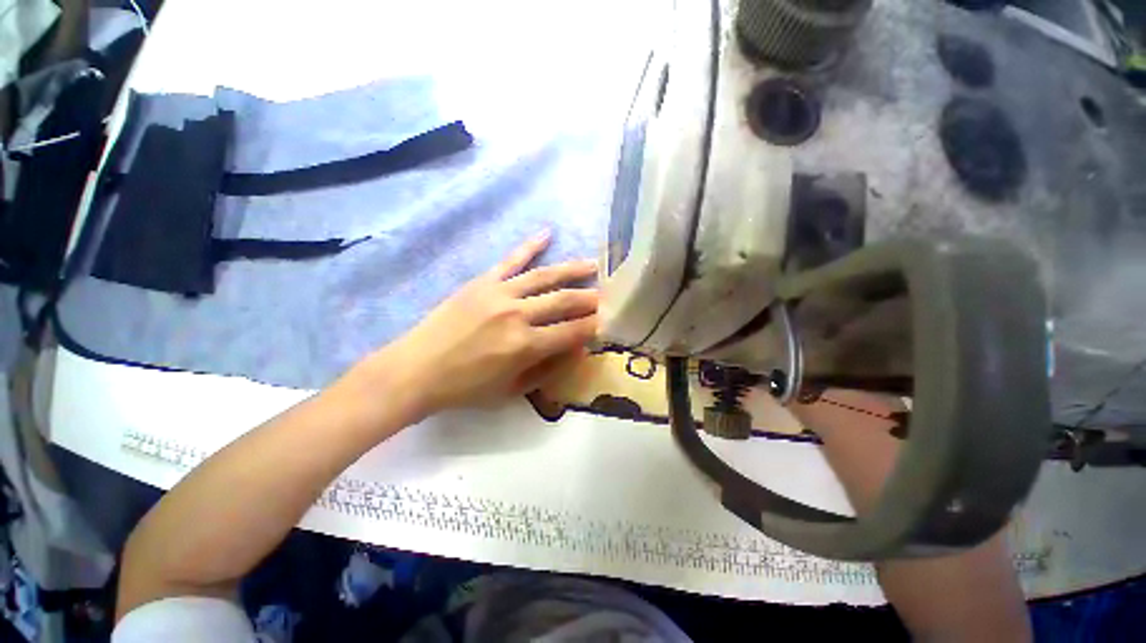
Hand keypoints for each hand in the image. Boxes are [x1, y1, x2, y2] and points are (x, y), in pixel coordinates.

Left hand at [382, 231, 598, 417]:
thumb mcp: (512, 391)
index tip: (607, 321)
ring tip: (593, 265)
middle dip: (591, 298)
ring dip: (572, 270)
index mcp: (526, 345)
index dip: (593, 326)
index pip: (573, 331)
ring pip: (545, 276)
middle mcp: (518, 314)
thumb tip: (576, 350)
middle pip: (565, 300)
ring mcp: (499, 293)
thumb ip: (548, 370)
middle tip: (608, 295)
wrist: (416, 371)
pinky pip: (511, 260)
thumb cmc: (465, 388)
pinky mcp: (483, 282)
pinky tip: (547, 233)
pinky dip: (530, 246)